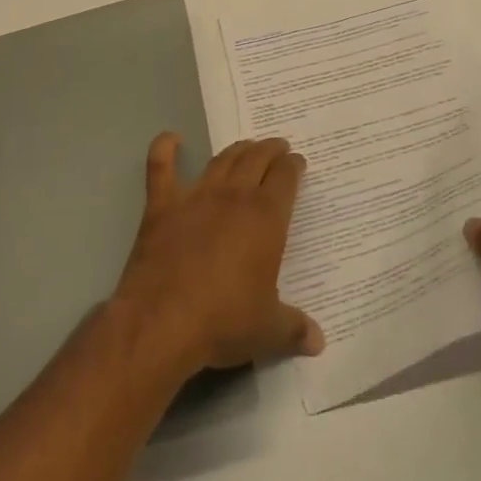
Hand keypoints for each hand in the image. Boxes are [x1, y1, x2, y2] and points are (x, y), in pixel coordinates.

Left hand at [113, 133, 324, 378]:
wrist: (162, 323)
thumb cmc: (223, 321)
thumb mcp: (268, 330)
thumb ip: (295, 329)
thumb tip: (319, 342)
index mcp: (266, 217)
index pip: (286, 177)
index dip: (294, 166)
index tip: (298, 163)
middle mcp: (234, 196)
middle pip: (257, 158)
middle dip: (270, 149)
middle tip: (277, 147)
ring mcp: (196, 196)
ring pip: (221, 159)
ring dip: (236, 149)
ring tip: (245, 146)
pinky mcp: (162, 207)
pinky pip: (161, 168)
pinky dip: (165, 149)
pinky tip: (171, 138)